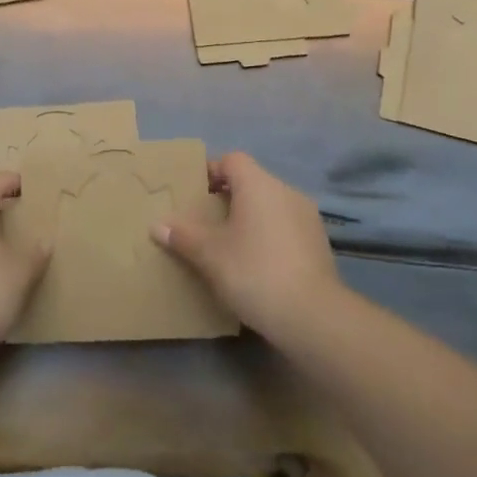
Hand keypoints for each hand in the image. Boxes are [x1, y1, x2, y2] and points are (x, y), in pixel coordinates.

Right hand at [152, 152, 340, 341]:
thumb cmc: (254, 272)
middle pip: (252, 182)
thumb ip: (183, 236)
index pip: (232, 160)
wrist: (312, 316)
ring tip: (230, 245)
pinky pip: (286, 227)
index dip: (211, 171)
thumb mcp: (209, 255)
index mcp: (259, 184)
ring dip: (250, 217)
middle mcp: (286, 191)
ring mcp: (307, 217)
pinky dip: (269, 236)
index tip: (195, 194)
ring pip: (271, 205)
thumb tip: (157, 225)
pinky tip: (257, 264)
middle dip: (228, 197)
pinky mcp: (319, 243)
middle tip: (206, 222)